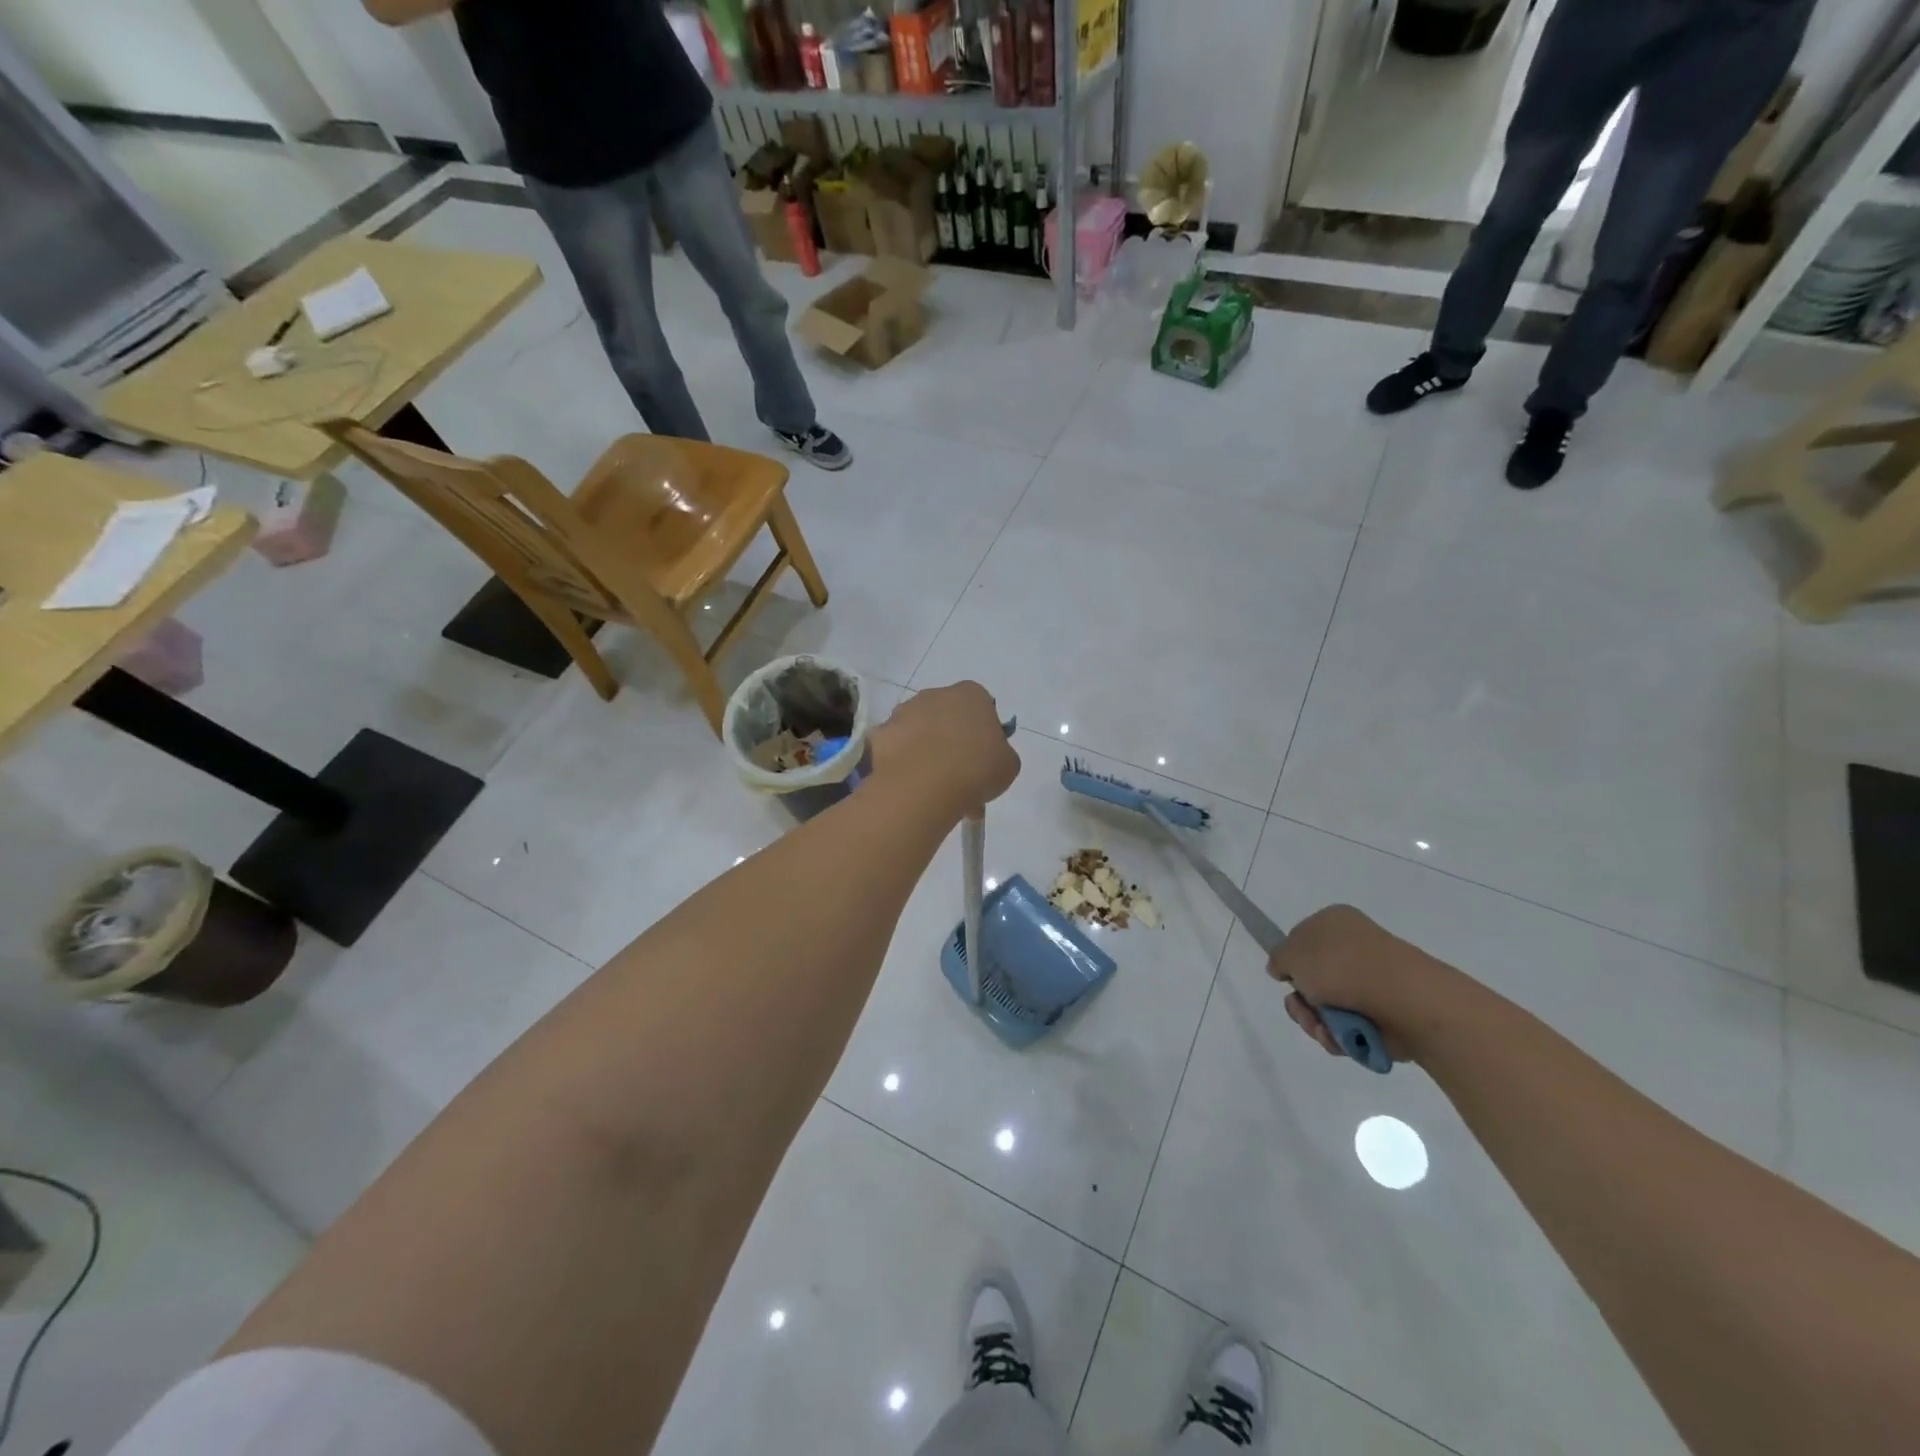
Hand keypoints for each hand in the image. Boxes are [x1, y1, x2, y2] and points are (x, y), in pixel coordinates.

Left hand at [868, 682, 1019, 819]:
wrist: (925, 786)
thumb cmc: (976, 769)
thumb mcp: (1008, 765)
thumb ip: (1001, 754)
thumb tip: (990, 758)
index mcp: (971, 694)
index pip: (981, 707)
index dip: (982, 733)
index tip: (983, 759)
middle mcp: (935, 694)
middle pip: (946, 717)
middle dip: (952, 742)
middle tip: (959, 777)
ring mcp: (903, 712)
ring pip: (919, 731)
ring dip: (926, 752)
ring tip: (934, 790)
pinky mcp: (880, 733)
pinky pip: (895, 748)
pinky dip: (902, 762)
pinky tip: (911, 786)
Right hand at [1266, 905, 1454, 1065]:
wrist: (1401, 998)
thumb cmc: (1340, 965)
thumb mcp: (1289, 953)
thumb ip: (1278, 958)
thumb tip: (1284, 969)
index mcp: (1334, 922)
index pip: (1301, 939)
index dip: (1291, 961)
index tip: (1286, 977)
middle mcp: (1353, 948)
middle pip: (1311, 980)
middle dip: (1301, 1001)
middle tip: (1303, 1007)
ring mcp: (1371, 981)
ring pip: (1326, 1007)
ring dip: (1315, 1021)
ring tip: (1324, 1027)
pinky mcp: (1384, 1013)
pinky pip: (1348, 1027)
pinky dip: (1339, 1035)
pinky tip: (1341, 1036)